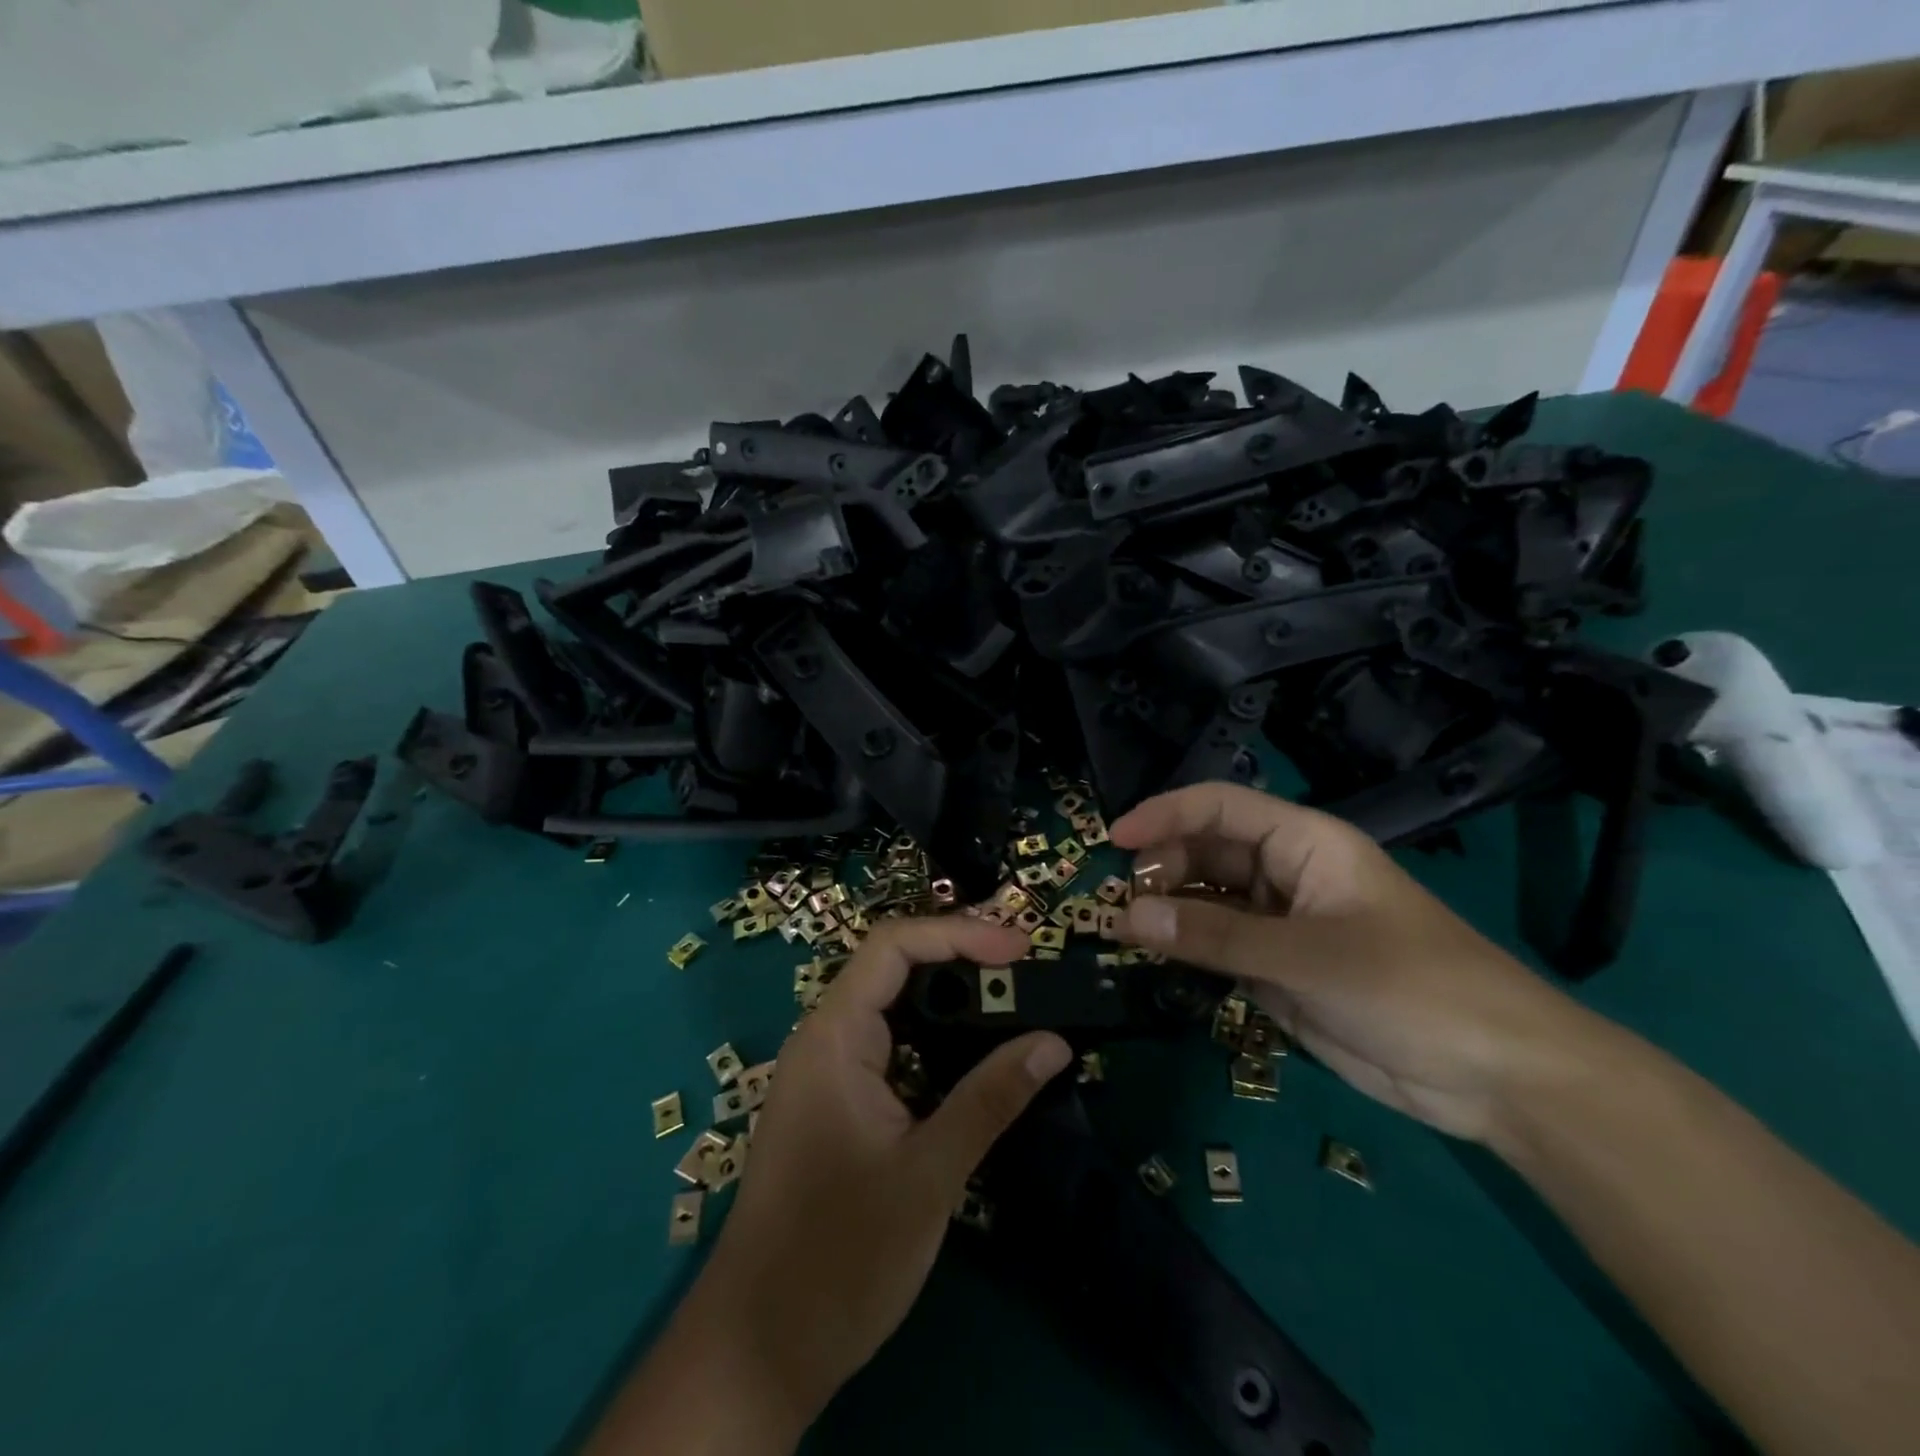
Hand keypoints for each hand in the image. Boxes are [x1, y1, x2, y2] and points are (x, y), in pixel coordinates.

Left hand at [695, 916, 1072, 1426]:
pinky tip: (976, 1055)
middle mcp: (825, 1038)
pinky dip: (936, 1038)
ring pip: (893, 1007)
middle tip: (1026, 971)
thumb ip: (990, 1099)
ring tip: (1014, 1002)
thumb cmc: (839, 1256)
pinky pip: (891, 1045)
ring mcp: (828, 1071)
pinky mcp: (837, 1102)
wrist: (761, 1347)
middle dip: (961, 958)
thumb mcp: (928, 1174)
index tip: (1020, 948)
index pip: (894, 946)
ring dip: (952, 999)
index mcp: (833, 1036)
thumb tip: (1053, 1041)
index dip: (958, 934)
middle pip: (894, 967)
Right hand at [1111, 782, 1606, 1145]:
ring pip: (1206, 899)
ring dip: (1164, 909)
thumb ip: (1215, 936)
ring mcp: (1280, 923)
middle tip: (1112, 901)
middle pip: (1205, 851)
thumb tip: (1126, 915)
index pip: (1220, 808)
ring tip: (1119, 929)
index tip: (1112, 839)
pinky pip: (1217, 944)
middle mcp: (1285, 874)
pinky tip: (1151, 956)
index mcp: (1304, 843)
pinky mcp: (1277, 969)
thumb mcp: (1309, 958)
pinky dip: (1184, 946)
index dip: (1164, 814)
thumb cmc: (1413, 989)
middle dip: (1157, 867)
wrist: (1496, 1077)